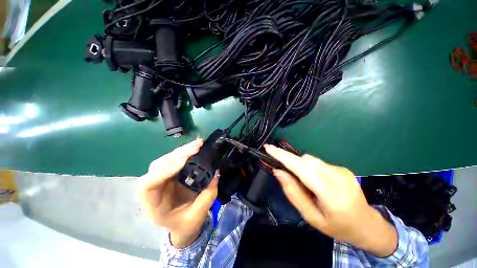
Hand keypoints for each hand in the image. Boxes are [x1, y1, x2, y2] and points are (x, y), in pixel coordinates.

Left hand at [139, 139, 218, 247]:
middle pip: (157, 167)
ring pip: (166, 159)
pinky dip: (185, 151)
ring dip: (182, 150)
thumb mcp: (198, 215)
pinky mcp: (171, 173)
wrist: (182, 225)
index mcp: (154, 206)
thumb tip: (216, 173)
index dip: (164, 171)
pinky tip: (196, 146)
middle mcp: (154, 189)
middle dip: (177, 155)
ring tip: (198, 144)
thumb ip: (207, 196)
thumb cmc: (186, 224)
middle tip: (196, 148)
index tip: (184, 163)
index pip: (148, 185)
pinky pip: (175, 159)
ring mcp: (162, 179)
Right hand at [264, 145, 397, 257]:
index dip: (283, 156)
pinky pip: (318, 163)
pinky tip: (315, 181)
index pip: (302, 168)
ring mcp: (342, 170)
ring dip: (300, 165)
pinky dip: (309, 168)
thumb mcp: (310, 216)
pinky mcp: (342, 168)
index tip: (268, 148)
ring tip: (304, 182)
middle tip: (283, 171)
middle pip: (305, 160)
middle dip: (290, 161)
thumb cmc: (336, 226)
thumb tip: (278, 171)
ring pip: (311, 159)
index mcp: (331, 194)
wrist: (367, 225)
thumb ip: (293, 192)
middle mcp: (338, 177)